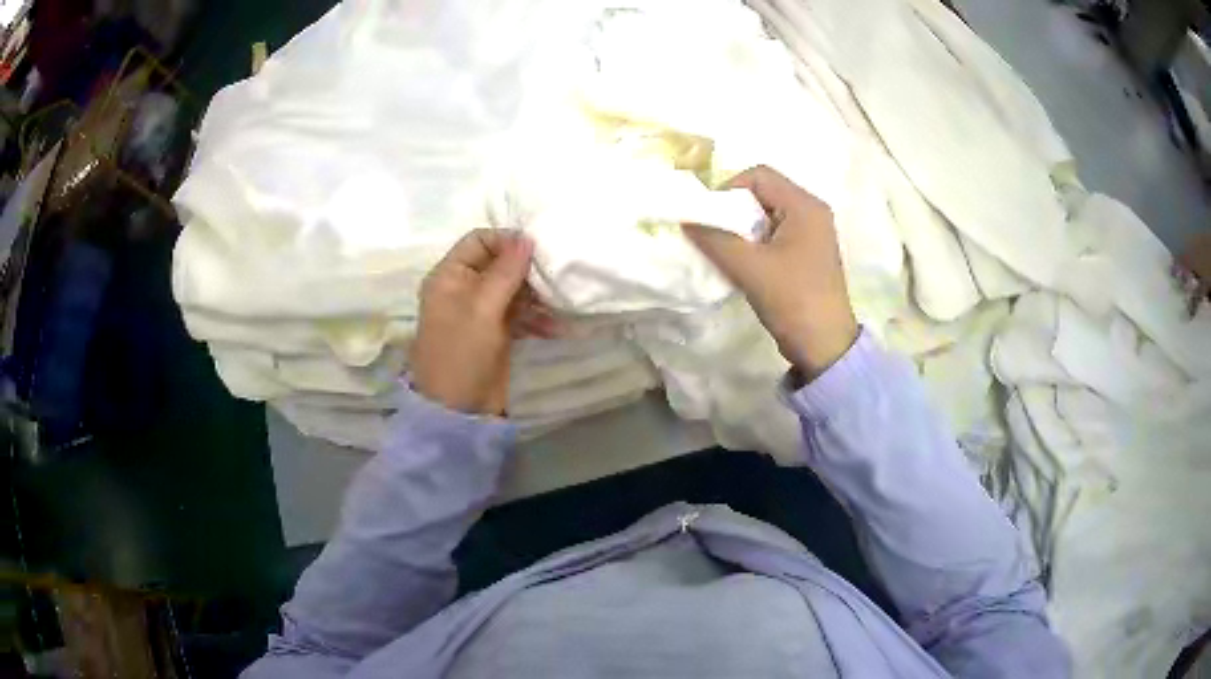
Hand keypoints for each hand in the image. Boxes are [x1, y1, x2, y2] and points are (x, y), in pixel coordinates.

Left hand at [410, 229, 556, 414]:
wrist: (457, 409)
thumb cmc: (462, 351)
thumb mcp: (482, 307)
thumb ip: (506, 271)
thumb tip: (527, 237)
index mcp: (450, 275)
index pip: (479, 240)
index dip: (507, 240)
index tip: (538, 249)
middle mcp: (464, 287)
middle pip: (499, 263)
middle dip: (527, 269)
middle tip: (555, 276)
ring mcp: (481, 311)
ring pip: (514, 288)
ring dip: (537, 294)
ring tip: (560, 303)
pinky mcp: (497, 332)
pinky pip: (520, 313)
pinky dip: (538, 317)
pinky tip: (558, 326)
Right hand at [683, 165, 857, 379]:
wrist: (825, 346)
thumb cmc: (793, 300)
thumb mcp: (749, 268)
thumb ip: (714, 239)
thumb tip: (685, 220)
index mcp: (805, 206)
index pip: (759, 175)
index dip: (729, 189)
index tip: (711, 218)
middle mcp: (812, 211)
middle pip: (763, 192)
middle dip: (733, 211)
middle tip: (715, 235)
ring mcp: (812, 233)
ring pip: (766, 214)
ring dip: (742, 229)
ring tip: (727, 252)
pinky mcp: (807, 253)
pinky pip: (774, 234)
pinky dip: (754, 242)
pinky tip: (742, 264)